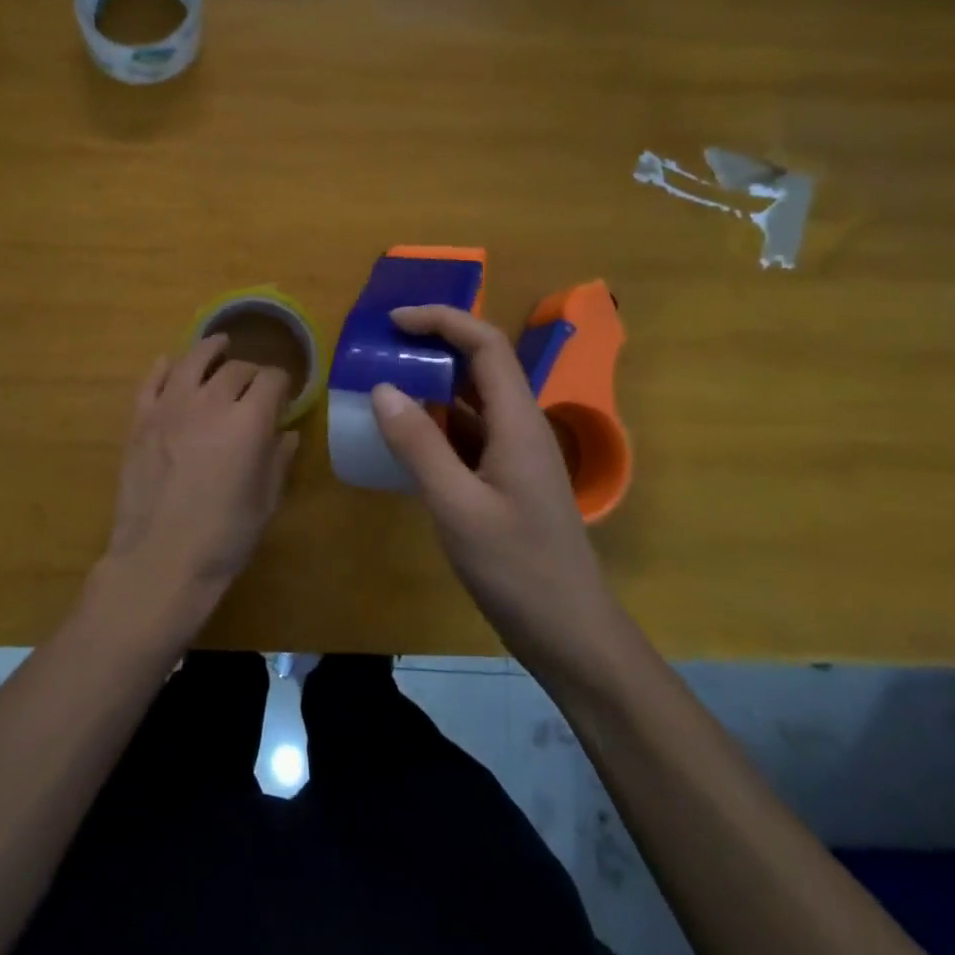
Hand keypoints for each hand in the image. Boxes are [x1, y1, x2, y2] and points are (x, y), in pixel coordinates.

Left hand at [105, 335, 299, 614]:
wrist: (160, 560)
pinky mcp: (140, 419)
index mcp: (249, 421)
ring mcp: (170, 407)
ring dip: (210, 350)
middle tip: (254, 385)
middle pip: (236, 368)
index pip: (272, 379)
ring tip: (218, 345)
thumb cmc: (223, 538)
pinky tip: (171, 364)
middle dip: (251, 371)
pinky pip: (152, 380)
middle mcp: (211, 402)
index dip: (282, 383)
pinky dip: (164, 367)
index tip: (284, 393)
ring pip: (193, 360)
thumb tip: (286, 433)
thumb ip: (278, 459)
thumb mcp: (265, 501)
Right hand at [369, 305, 613, 664]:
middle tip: (382, 348)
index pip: (486, 344)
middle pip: (481, 365)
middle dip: (434, 346)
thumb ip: (419, 446)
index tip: (394, 321)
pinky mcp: (507, 480)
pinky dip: (436, 424)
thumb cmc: (518, 570)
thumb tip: (382, 387)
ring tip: (384, 383)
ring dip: (433, 385)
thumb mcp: (457, 507)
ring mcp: (516, 454)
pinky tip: (405, 437)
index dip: (442, 320)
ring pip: (473, 400)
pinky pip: (470, 434)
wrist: (571, 634)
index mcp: (518, 422)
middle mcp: (521, 427)